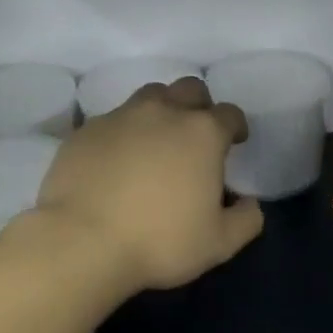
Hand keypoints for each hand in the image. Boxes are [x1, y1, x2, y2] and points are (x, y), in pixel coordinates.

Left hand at [35, 77, 263, 292]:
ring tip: (156, 142)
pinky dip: (123, 134)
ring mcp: (120, 117)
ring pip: (149, 97)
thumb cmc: (160, 241)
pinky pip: (112, 121)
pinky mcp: (86, 131)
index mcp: (202, 133)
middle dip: (199, 105)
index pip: (230, 114)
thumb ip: (246, 220)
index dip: (236, 126)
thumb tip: (250, 204)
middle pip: (189, 89)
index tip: (235, 142)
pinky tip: (117, 161)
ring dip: (160, 111)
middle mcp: (163, 113)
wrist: (82, 242)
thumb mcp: (219, 243)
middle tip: (196, 135)